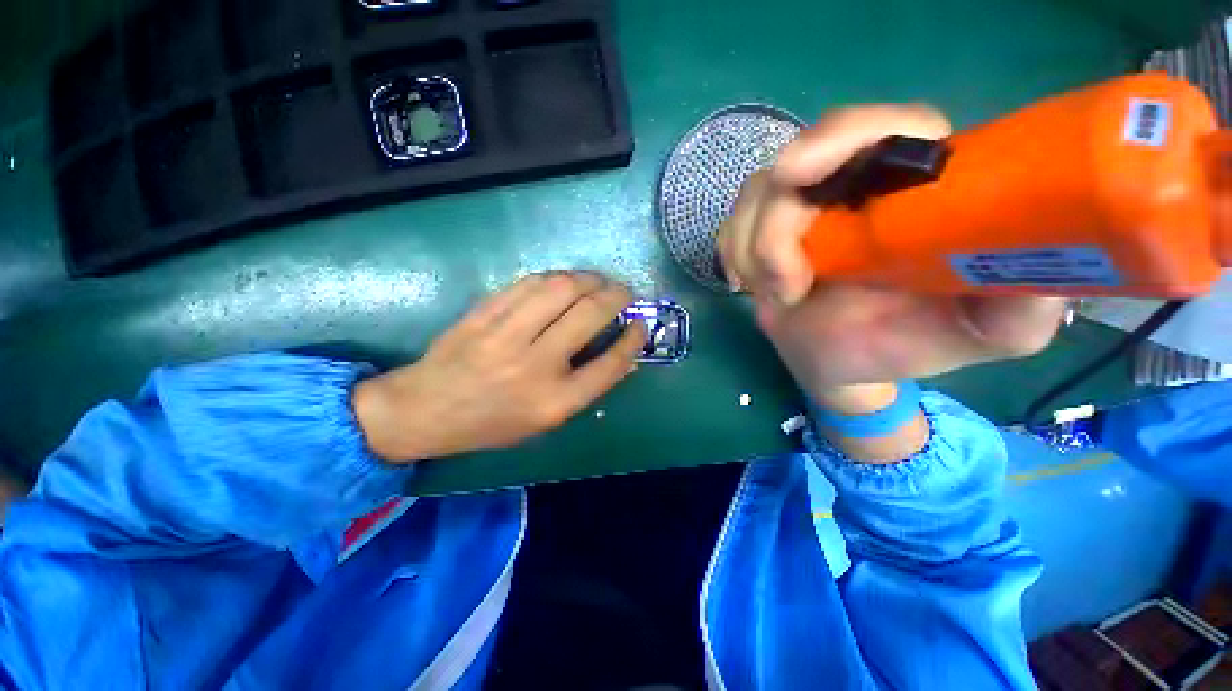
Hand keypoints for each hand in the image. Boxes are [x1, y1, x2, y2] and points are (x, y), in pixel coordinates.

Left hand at [353, 272, 646, 461]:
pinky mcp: (484, 314)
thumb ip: (586, 387)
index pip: (609, 364)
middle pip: (590, 315)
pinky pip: (529, 283)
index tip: (641, 324)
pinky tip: (563, 281)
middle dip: (617, 296)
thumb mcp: (546, 420)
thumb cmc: (493, 422)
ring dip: (588, 279)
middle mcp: (535, 366)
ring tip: (597, 281)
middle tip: (624, 292)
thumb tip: (624, 357)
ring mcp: (506, 335)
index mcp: (554, 402)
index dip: (633, 340)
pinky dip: (555, 278)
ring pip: (561, 289)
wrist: (425, 410)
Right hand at [718, 105, 1067, 408]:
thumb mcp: (987, 332)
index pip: (883, 128)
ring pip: (755, 197)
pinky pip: (731, 229)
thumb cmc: (910, 343)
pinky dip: (734, 256)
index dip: (839, 138)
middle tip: (785, 283)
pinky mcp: (761, 234)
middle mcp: (855, 185)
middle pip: (799, 160)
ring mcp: (801, 208)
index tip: (796, 175)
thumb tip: (1049, 276)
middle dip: (776, 224)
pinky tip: (752, 285)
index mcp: (917, 188)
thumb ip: (1021, 306)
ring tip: (779, 296)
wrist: (843, 362)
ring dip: (753, 250)